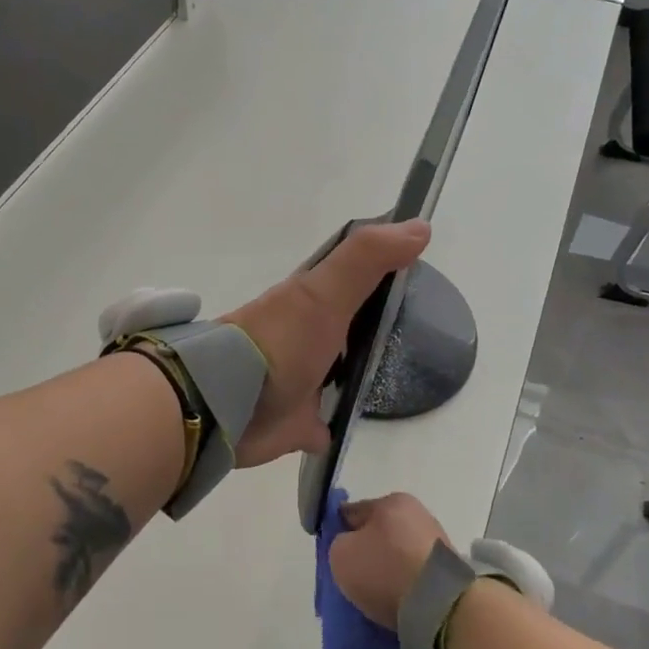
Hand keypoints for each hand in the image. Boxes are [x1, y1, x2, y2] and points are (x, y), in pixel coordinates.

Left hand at [220, 220, 430, 466]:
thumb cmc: (279, 341)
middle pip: (348, 325)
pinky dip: (336, 422)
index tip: (418, 271)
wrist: (227, 404)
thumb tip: (421, 226)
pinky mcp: (297, 421)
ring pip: (338, 371)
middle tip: (420, 330)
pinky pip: (324, 421)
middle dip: (374, 324)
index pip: (351, 278)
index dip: (380, 270)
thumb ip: (366, 259)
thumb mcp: (323, 292)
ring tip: (402, 373)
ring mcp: (300, 380)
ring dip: (358, 371)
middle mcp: (305, 336)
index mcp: (310, 302)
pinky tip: (359, 421)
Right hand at [328, 491, 449, 627]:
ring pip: (399, 554)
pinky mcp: (451, 570)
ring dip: (388, 570)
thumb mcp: (340, 554)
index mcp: (391, 501)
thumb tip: (350, 547)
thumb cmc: (385, 571)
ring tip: (377, 596)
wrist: (441, 607)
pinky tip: (397, 602)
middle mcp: (417, 514)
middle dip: (367, 552)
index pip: (353, 512)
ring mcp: (438, 542)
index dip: (339, 533)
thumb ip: (338, 544)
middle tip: (355, 579)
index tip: (334, 557)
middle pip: (379, 533)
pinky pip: (416, 575)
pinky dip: (406, 586)